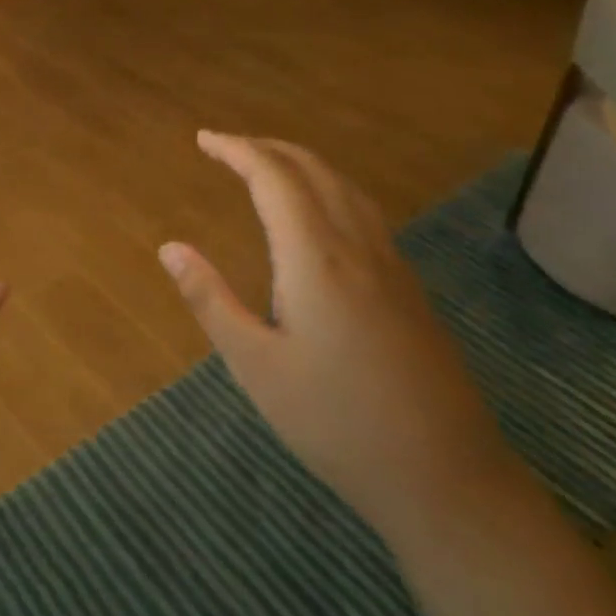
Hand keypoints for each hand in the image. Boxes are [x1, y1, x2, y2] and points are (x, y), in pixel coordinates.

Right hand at [159, 132, 513, 535]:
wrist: (446, 476)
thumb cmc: (336, 422)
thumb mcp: (256, 366)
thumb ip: (210, 300)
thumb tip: (169, 247)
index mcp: (315, 258)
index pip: (274, 178)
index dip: (237, 150)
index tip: (204, 139)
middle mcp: (357, 247)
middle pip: (313, 170)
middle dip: (267, 148)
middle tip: (226, 146)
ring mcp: (391, 265)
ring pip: (344, 187)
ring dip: (301, 163)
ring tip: (265, 165)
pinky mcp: (408, 287)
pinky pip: (363, 211)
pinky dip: (328, 187)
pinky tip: (318, 213)